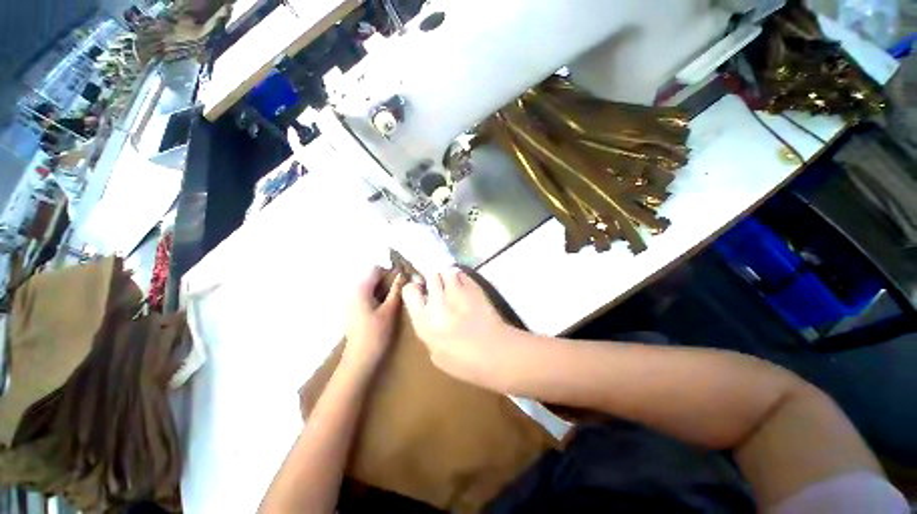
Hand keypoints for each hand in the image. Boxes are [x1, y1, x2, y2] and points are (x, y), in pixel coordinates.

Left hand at [342, 267, 404, 370]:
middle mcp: (353, 292)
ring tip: (394, 302)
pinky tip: (384, 310)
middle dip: (387, 282)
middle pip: (372, 278)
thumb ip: (396, 290)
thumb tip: (402, 274)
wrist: (359, 358)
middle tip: (400, 292)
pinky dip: (376, 298)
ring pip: (370, 288)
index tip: (401, 280)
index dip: (390, 271)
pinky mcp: (352, 311)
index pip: (376, 269)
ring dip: (383, 291)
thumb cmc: (376, 333)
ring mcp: (351, 302)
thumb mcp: (390, 310)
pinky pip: (366, 297)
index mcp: (361, 289)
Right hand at [402, 267, 512, 384]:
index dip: (415, 289)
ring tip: (454, 286)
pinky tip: (466, 288)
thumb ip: (428, 331)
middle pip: (430, 275)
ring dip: (448, 277)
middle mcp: (437, 301)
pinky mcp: (474, 287)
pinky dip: (462, 278)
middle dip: (433, 280)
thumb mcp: (436, 356)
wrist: (496, 353)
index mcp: (424, 321)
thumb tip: (430, 316)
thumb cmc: (465, 363)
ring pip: (447, 271)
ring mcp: (457, 292)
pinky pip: (462, 274)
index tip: (421, 293)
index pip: (410, 291)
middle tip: (440, 289)